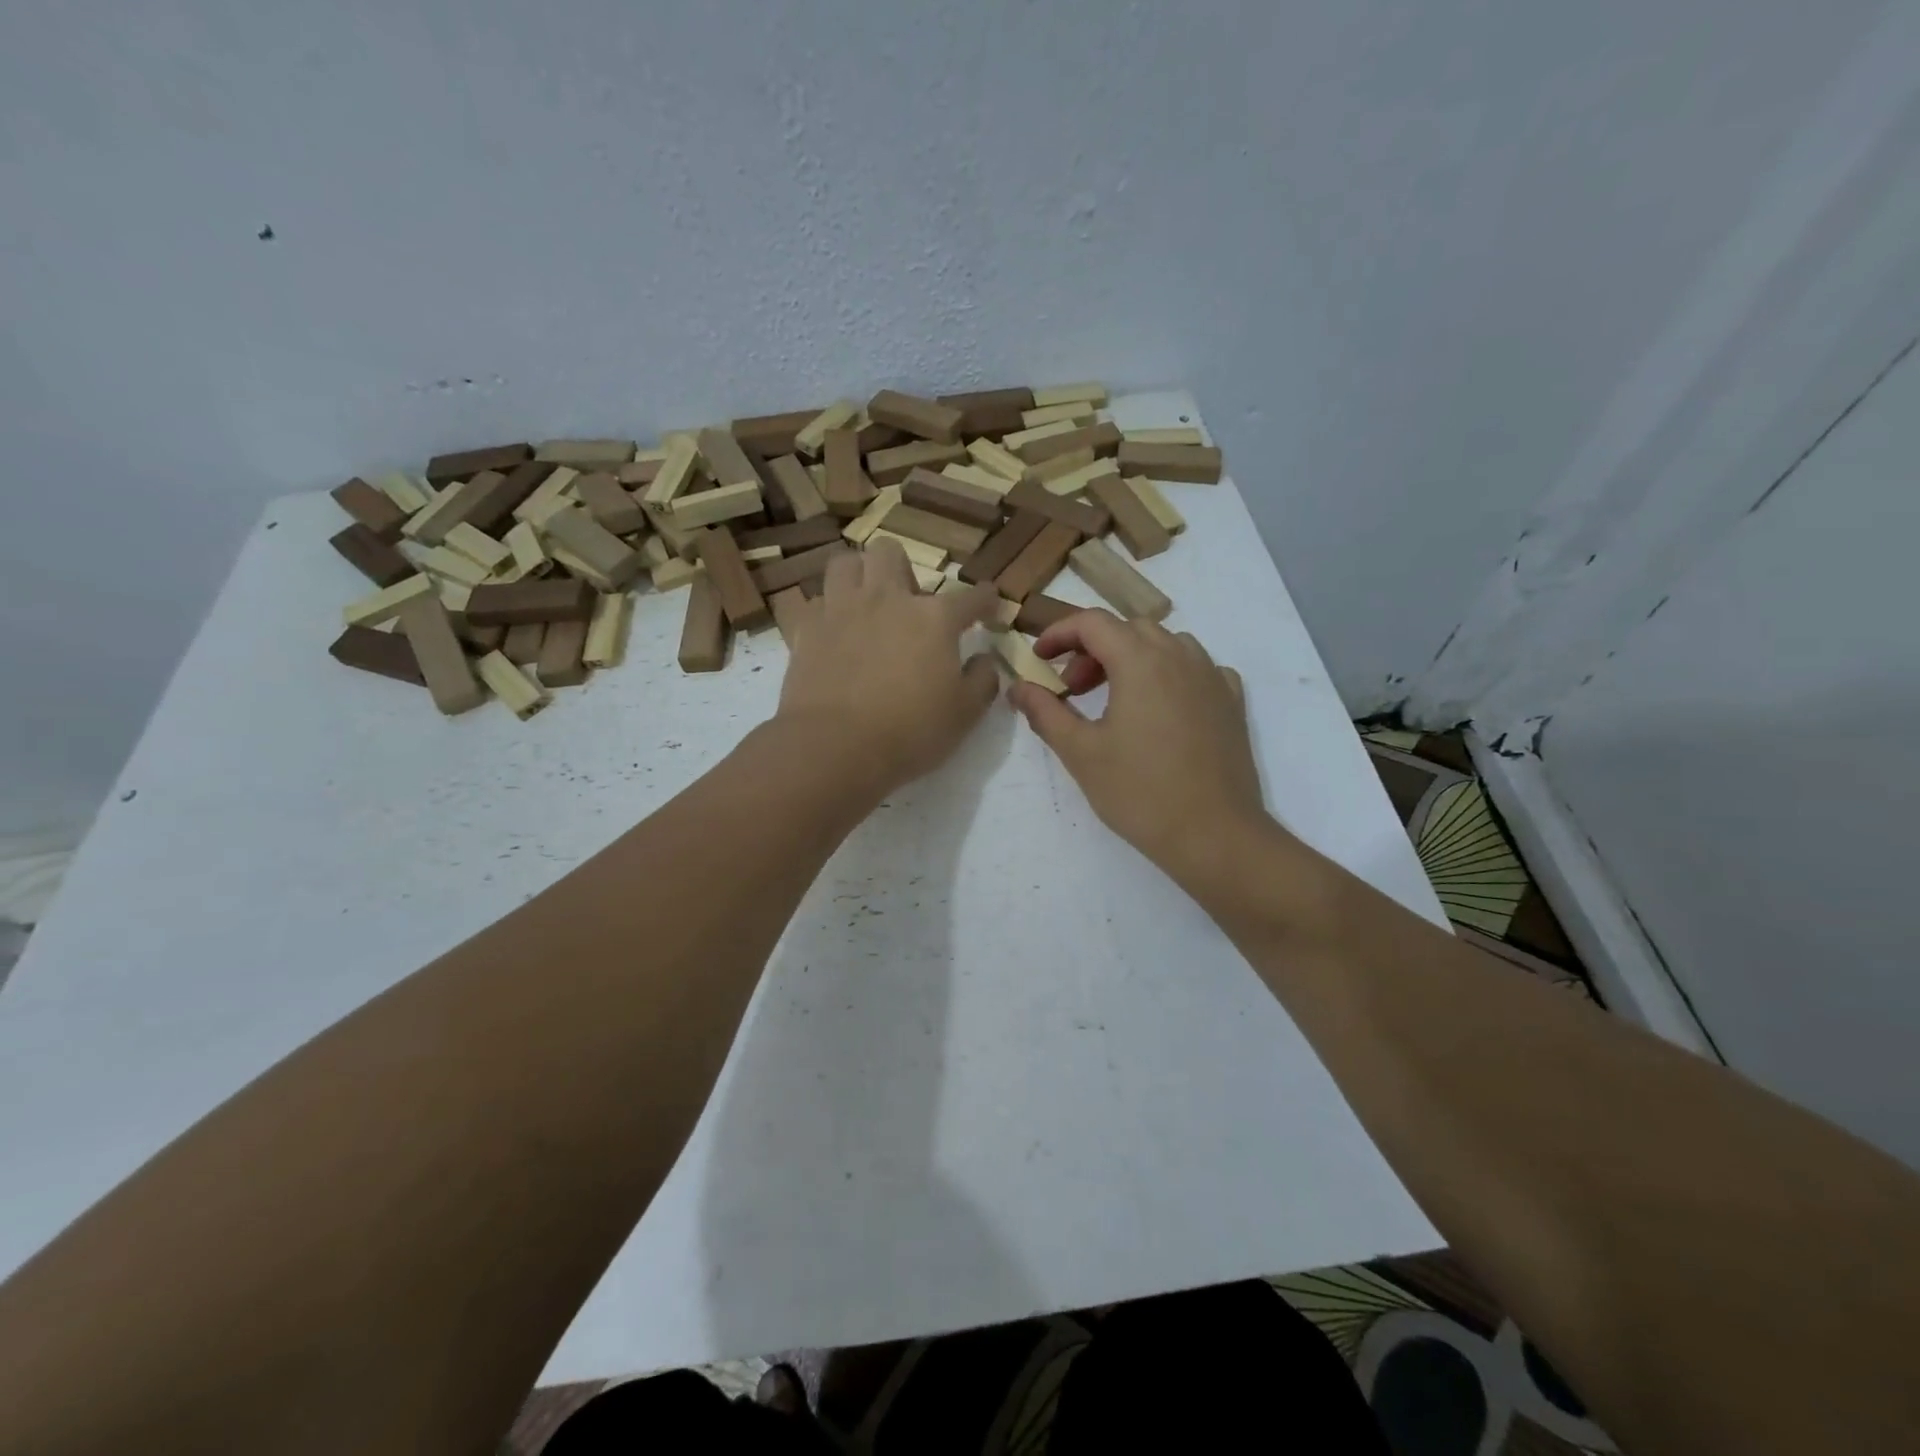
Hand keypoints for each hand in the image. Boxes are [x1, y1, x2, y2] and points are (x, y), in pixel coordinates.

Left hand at [777, 539, 1001, 793]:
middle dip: (903, 570)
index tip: (989, 605)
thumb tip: (984, 660)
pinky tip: (833, 630)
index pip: (969, 597)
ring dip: (859, 575)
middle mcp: (887, 599)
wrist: (835, 747)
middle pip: (891, 553)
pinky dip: (826, 610)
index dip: (984, 600)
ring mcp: (842, 610)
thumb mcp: (965, 714)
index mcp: (934, 618)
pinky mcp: (807, 629)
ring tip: (865, 602)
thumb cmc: (910, 732)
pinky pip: (814, 601)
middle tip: (907, 604)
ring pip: (845, 563)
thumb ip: (983, 680)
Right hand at [1008, 610, 1266, 882]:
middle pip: (1128, 629)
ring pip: (1165, 644)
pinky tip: (1161, 707)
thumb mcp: (1080, 752)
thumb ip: (1045, 712)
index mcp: (1140, 660)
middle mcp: (1180, 655)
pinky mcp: (1232, 701)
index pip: (1092, 622)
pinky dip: (1170, 674)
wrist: (1214, 835)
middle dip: (1092, 649)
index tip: (1038, 659)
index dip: (1059, 634)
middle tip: (1072, 689)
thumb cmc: (1140, 792)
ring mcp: (1213, 676)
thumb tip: (1018, 687)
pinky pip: (1196, 668)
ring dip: (1132, 657)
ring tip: (1115, 698)